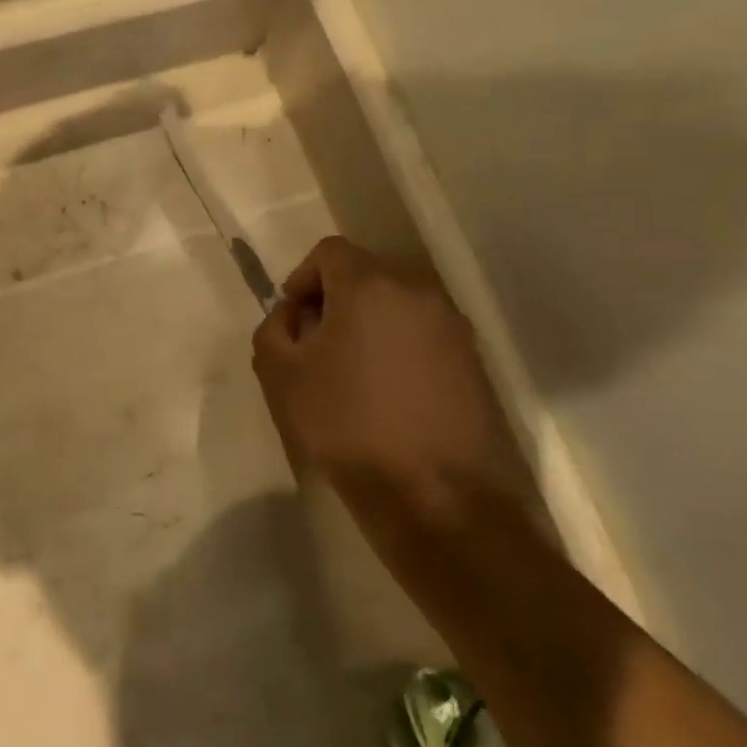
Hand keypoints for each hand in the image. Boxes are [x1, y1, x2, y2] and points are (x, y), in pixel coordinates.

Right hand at [251, 237, 523, 525]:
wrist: (435, 495)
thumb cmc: (347, 426)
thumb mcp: (282, 376)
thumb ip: (274, 329)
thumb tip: (293, 314)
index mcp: (370, 285)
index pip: (330, 251)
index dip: (303, 277)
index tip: (293, 318)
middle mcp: (418, 291)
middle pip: (367, 273)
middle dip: (336, 299)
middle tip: (316, 344)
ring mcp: (453, 325)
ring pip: (398, 303)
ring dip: (369, 323)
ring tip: (352, 371)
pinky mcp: (473, 359)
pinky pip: (424, 334)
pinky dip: (399, 346)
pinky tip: (388, 392)